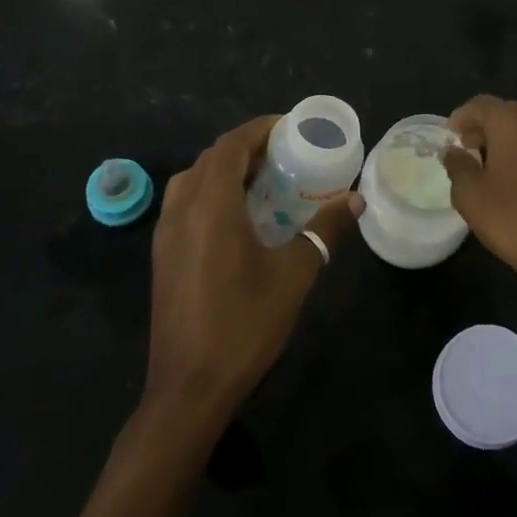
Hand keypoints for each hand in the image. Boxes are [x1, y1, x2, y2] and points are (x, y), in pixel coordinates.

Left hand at [144, 115, 362, 428]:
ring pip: (193, 180)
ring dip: (226, 169)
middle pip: (211, 158)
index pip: (231, 146)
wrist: (189, 388)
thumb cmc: (244, 324)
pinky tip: (238, 216)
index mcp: (211, 206)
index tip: (290, 128)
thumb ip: (324, 230)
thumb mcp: (294, 274)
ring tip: (263, 180)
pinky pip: (185, 203)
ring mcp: (165, 234)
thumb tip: (355, 200)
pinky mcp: (162, 255)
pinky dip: (211, 192)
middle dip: (246, 147)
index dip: (259, 129)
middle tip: (284, 154)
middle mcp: (181, 210)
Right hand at [441, 95, 516, 301]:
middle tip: (474, 151)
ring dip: (516, 141)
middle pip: (510, 113)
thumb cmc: (513, 220)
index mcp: (514, 122)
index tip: (452, 136)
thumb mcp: (470, 195)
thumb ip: (458, 165)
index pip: (481, 105)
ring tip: (502, 168)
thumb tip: (454, 151)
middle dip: (489, 129)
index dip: (462, 117)